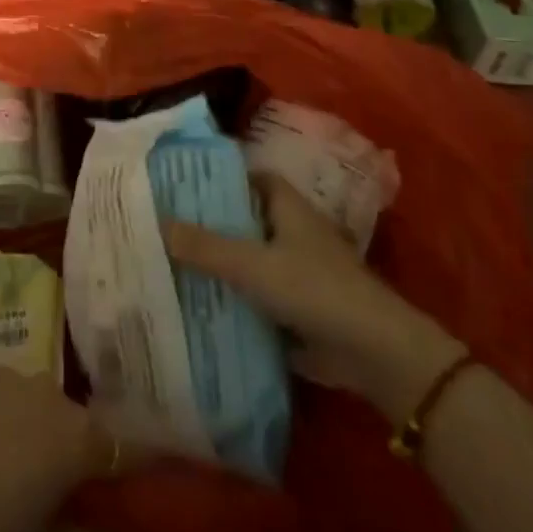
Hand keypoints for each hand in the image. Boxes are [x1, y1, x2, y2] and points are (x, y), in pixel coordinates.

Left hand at [0, 365, 124, 531]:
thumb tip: (111, 528)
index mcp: (77, 439)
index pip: (127, 447)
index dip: (139, 463)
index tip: (145, 477)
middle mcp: (50, 394)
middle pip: (81, 420)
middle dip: (82, 448)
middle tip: (69, 484)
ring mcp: (9, 375)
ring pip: (42, 402)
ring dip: (42, 427)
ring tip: (22, 463)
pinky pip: (7, 391)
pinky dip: (7, 412)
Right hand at [163, 174, 463, 424]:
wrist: (374, 354)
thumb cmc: (314, 289)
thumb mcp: (252, 264)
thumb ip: (205, 247)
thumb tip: (158, 223)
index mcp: (287, 207)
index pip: (250, 178)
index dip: (220, 177)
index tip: (183, 182)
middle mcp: (294, 233)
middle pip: (246, 220)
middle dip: (212, 223)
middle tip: (167, 224)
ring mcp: (300, 273)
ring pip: (251, 260)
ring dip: (222, 265)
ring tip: (173, 263)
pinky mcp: (301, 311)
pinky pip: (259, 298)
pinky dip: (236, 301)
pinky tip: (201, 306)